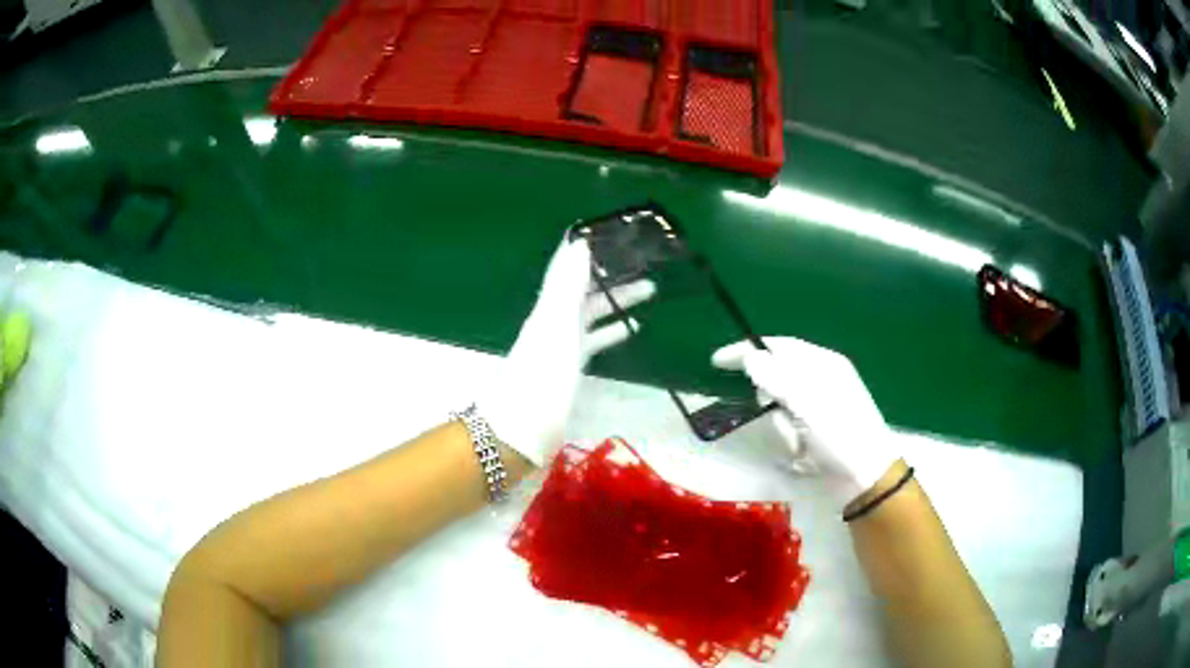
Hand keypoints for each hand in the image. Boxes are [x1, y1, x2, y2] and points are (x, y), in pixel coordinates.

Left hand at [482, 238, 653, 465]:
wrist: (522, 429)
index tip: (611, 231)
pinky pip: (595, 340)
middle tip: (646, 261)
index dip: (585, 249)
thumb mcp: (556, 326)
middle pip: (586, 289)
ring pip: (593, 313)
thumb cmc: (542, 376)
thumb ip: (567, 286)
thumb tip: (578, 242)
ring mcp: (562, 346)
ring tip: (650, 289)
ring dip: (618, 300)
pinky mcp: (570, 368)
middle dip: (613, 274)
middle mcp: (554, 321)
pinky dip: (612, 332)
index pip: (568, 268)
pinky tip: (631, 331)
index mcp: (550, 308)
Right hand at [712, 336, 898, 509]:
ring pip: (781, 409)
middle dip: (771, 401)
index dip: (747, 350)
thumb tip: (750, 356)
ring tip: (798, 446)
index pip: (777, 345)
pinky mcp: (819, 431)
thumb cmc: (840, 434)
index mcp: (822, 363)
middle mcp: (821, 379)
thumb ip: (774, 376)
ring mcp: (821, 406)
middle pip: (777, 378)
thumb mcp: (805, 402)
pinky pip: (791, 429)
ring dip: (784, 428)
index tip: (717, 361)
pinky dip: (792, 441)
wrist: (866, 477)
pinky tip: (803, 455)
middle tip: (774, 415)